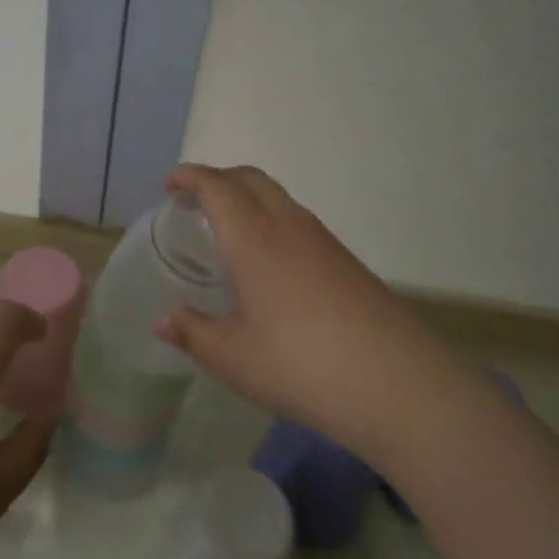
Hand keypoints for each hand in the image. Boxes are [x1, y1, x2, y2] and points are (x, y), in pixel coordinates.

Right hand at [154, 165, 444, 460]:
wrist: (395, 381)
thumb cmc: (300, 364)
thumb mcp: (233, 357)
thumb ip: (192, 333)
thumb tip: (162, 319)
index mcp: (252, 237)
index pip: (216, 186)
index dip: (190, 176)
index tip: (169, 184)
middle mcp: (287, 224)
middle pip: (249, 178)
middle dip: (217, 178)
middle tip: (192, 200)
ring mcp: (321, 239)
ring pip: (277, 196)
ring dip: (246, 197)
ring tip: (226, 228)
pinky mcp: (344, 258)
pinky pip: (296, 219)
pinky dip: (270, 218)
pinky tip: (267, 260)